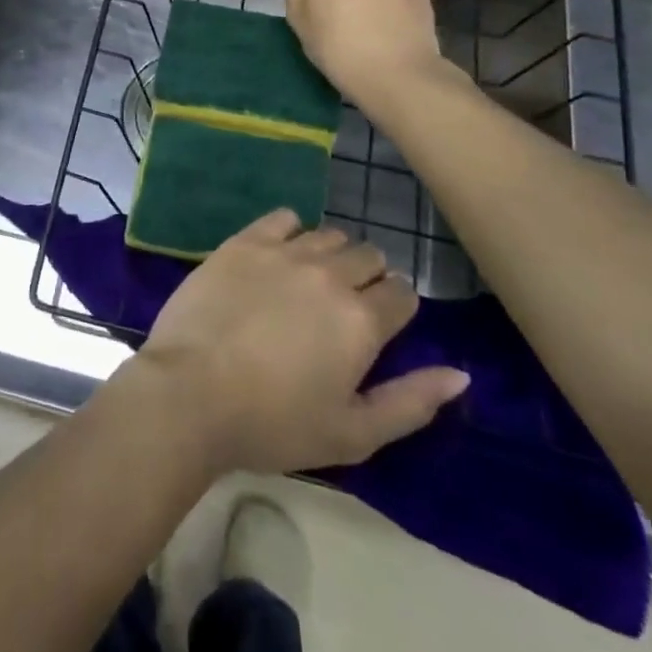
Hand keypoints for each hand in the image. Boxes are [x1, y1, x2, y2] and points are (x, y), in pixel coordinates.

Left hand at [139, 210, 468, 473]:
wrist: (191, 391)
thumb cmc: (274, 423)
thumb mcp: (354, 433)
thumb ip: (412, 402)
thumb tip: (460, 373)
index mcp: (362, 319)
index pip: (402, 294)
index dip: (396, 308)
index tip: (379, 327)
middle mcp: (330, 274)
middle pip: (368, 256)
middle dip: (368, 277)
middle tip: (343, 308)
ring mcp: (284, 251)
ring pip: (329, 235)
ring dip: (331, 254)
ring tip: (311, 282)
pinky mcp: (244, 240)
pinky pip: (283, 218)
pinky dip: (291, 231)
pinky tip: (280, 254)